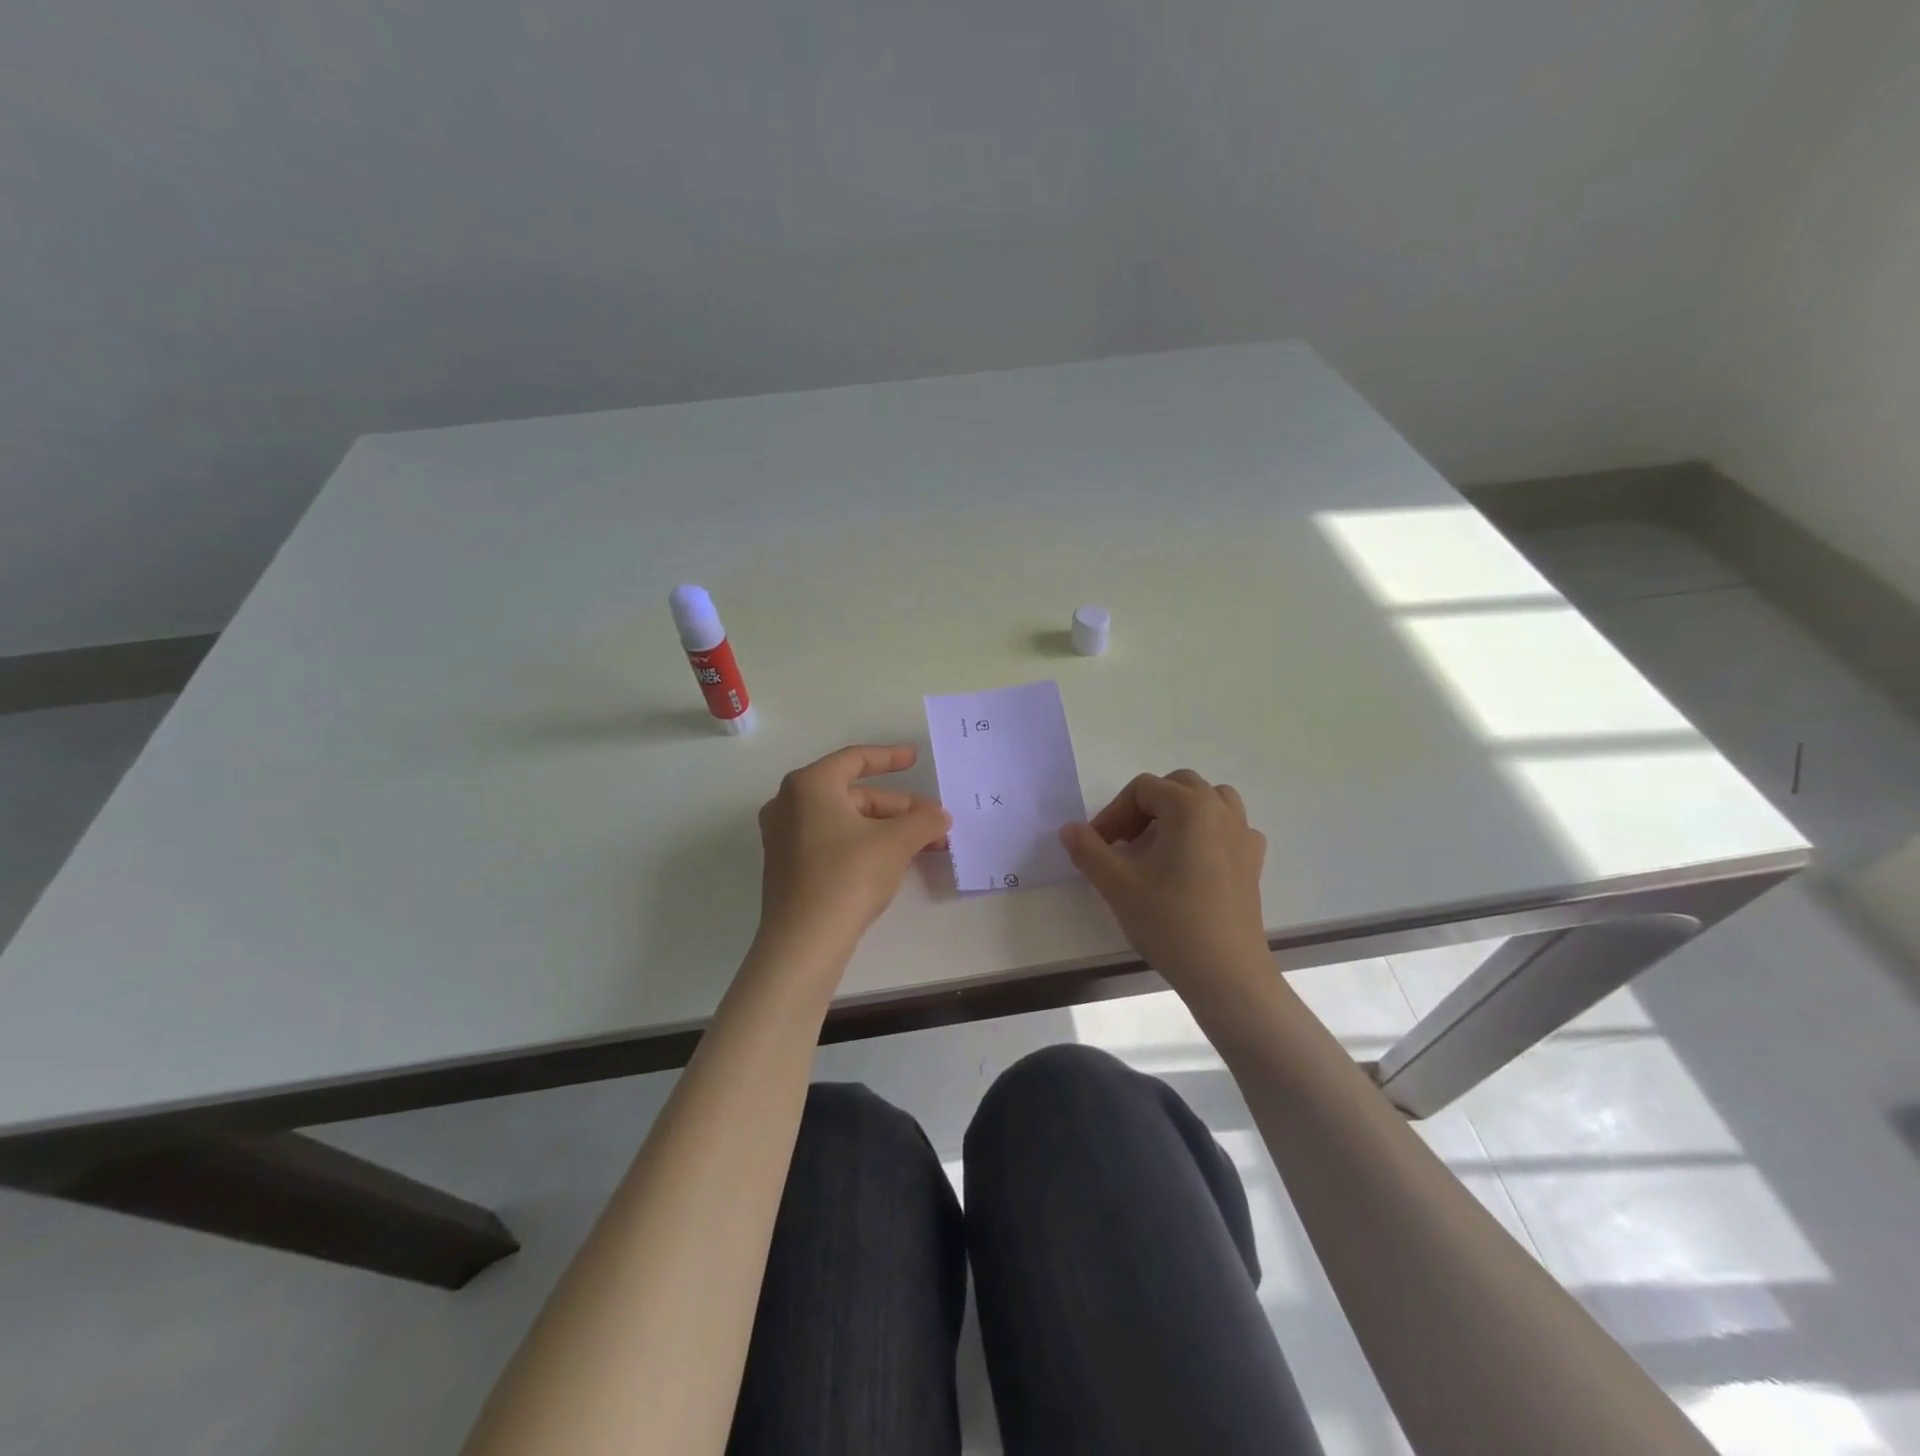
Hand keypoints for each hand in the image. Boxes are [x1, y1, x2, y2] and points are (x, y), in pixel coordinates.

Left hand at [755, 745, 951, 960]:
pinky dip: (864, 844)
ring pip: (845, 821)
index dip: (890, 757)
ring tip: (925, 844)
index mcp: (809, 785)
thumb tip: (941, 817)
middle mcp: (789, 804)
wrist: (804, 942)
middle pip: (854, 795)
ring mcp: (784, 837)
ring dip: (887, 829)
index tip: (916, 759)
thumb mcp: (896, 843)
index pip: (855, 759)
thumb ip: (924, 821)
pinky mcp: (787, 867)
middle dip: (898, 808)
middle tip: (934, 822)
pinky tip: (894, 861)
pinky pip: (832, 841)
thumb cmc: (848, 875)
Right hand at [1060, 769, 1267, 983]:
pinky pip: (1229, 827)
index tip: (1098, 845)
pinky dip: (1208, 831)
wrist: (1225, 972)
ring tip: (1159, 845)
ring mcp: (1243, 835)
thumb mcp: (1117, 884)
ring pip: (1209, 800)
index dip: (1114, 813)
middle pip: (1177, 786)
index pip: (1142, 789)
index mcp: (1189, 807)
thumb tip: (1069, 829)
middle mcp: (1221, 810)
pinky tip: (1192, 862)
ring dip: (1180, 812)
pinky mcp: (1253, 862)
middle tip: (1124, 842)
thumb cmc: (1169, 921)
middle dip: (1145, 807)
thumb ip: (1088, 850)